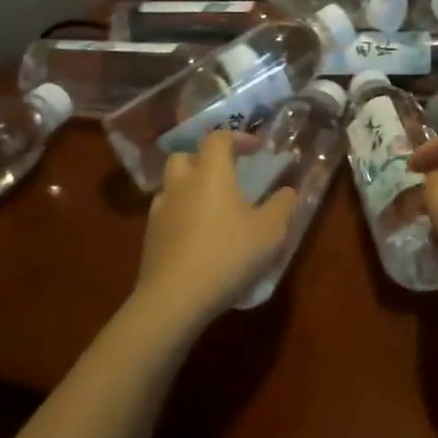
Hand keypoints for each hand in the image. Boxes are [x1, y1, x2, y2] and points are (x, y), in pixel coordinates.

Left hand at [136, 132, 296, 326]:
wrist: (174, 299)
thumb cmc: (228, 255)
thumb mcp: (270, 232)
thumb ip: (282, 206)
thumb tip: (288, 190)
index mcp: (211, 173)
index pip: (218, 139)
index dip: (237, 138)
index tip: (255, 148)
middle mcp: (181, 184)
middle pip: (185, 156)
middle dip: (204, 158)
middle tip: (225, 173)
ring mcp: (160, 211)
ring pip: (171, 185)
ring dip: (189, 186)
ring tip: (210, 206)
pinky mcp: (149, 238)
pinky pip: (165, 213)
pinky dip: (180, 214)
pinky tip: (196, 234)